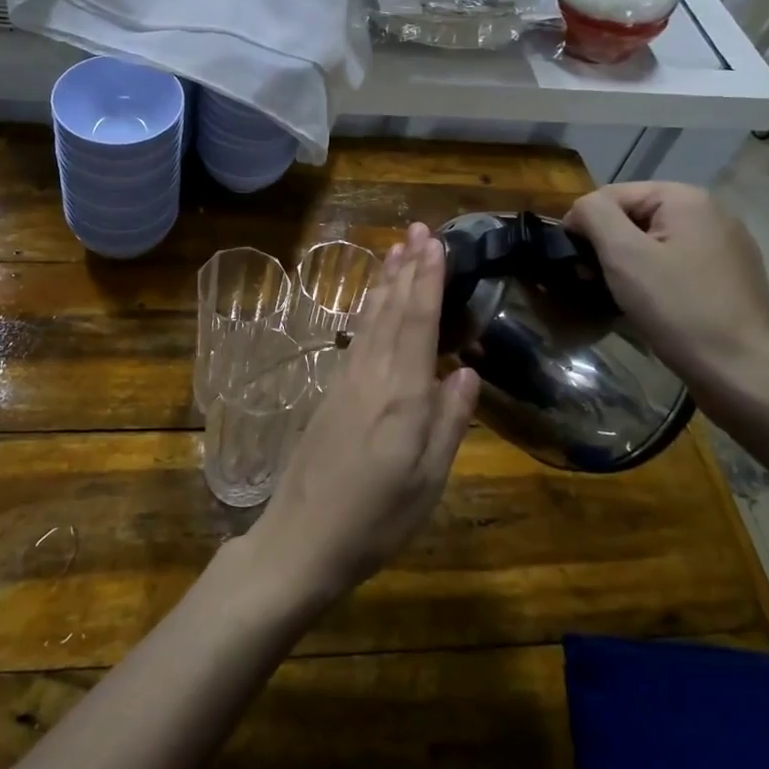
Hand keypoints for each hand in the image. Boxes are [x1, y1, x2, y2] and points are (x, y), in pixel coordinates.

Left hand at [244, 223, 478, 608]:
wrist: (300, 539)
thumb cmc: (375, 520)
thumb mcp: (427, 482)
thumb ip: (449, 423)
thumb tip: (468, 372)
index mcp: (403, 396)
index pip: (419, 323)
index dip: (429, 280)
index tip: (436, 242)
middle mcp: (372, 377)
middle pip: (393, 311)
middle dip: (407, 268)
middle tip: (418, 229)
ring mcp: (346, 382)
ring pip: (371, 319)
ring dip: (385, 282)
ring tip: (396, 250)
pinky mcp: (330, 394)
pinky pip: (356, 337)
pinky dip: (368, 311)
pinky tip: (371, 303)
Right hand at [566, 182, 768, 417]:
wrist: (743, 373)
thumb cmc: (679, 309)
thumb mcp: (624, 256)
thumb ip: (594, 216)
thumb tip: (579, 210)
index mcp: (687, 199)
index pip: (612, 195)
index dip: (584, 225)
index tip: (574, 263)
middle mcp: (711, 213)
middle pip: (634, 217)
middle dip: (607, 246)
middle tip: (591, 283)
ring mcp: (725, 247)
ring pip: (654, 243)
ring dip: (627, 266)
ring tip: (616, 297)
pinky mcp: (729, 278)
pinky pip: (676, 265)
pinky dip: (653, 280)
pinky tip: (648, 307)